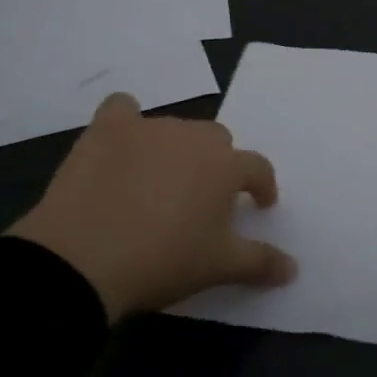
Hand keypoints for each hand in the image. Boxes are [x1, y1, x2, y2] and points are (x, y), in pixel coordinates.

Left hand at [8, 93, 295, 320]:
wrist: (83, 259)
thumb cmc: (163, 260)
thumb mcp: (219, 267)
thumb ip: (261, 262)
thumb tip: (293, 268)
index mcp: (225, 166)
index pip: (257, 167)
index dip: (262, 186)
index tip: (259, 204)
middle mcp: (192, 137)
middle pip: (217, 139)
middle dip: (217, 163)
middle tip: (203, 198)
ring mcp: (148, 129)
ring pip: (174, 128)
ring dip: (176, 149)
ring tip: (160, 182)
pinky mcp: (107, 129)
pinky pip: (122, 108)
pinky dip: (126, 120)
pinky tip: (121, 140)